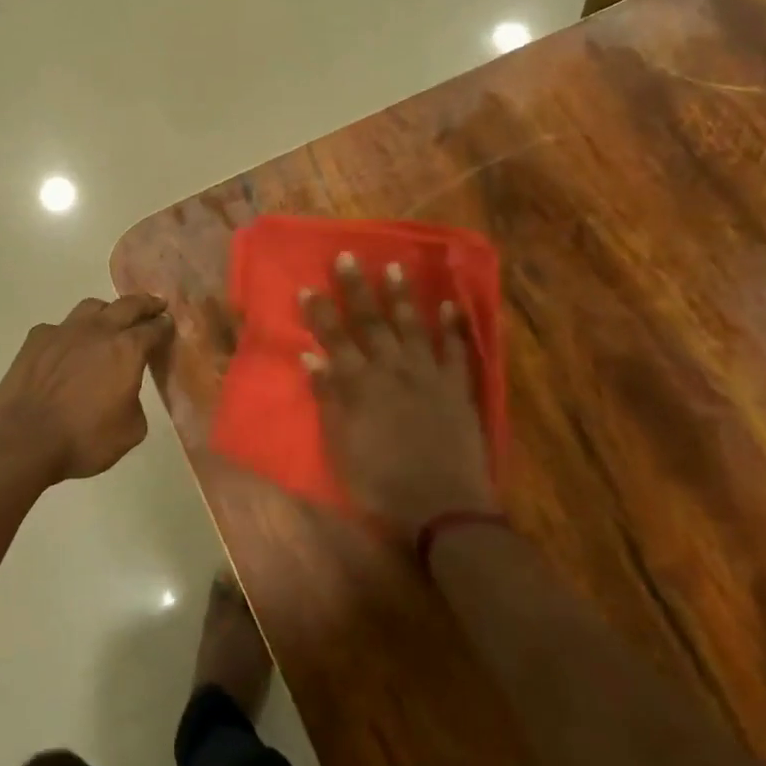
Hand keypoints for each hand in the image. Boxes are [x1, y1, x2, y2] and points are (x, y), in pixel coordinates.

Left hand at [0, 294, 173, 481]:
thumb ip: (136, 402)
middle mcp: (98, 330)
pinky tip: (67, 348)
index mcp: (127, 350)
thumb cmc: (83, 439)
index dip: (165, 326)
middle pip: (128, 305)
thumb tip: (126, 391)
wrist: (23, 439)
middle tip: (155, 306)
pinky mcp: (37, 338)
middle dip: (145, 304)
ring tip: (110, 321)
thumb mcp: (130, 431)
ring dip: (107, 311)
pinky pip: (60, 327)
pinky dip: (70, 333)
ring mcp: (64, 330)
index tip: (169, 324)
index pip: (154, 329)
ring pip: (92, 306)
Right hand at [302, 253, 494, 541]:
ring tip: (395, 268)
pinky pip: (457, 350)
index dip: (320, 313)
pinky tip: (450, 304)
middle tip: (348, 257)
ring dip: (402, 297)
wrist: (443, 508)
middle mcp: (392, 370)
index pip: (335, 339)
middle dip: (357, 289)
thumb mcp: (341, 446)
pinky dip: (454, 326)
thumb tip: (312, 357)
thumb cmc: (381, 483)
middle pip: (371, 323)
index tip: (308, 286)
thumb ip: (329, 399)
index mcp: (360, 385)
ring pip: (412, 327)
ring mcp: (428, 376)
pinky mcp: (457, 388)